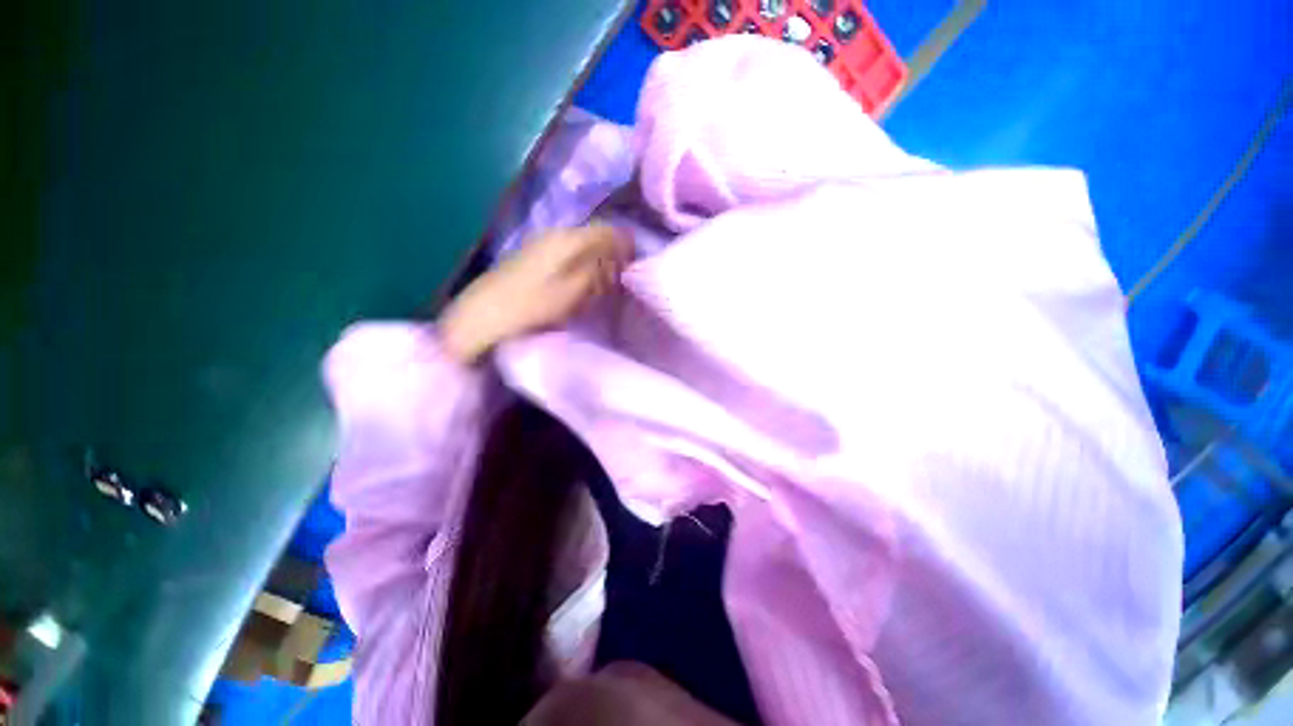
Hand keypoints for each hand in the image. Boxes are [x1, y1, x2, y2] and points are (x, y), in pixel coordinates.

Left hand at [438, 224, 631, 364]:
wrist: (480, 320)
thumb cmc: (530, 307)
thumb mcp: (573, 291)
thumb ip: (601, 269)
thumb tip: (624, 252)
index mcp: (567, 239)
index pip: (609, 230)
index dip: (628, 246)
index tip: (640, 269)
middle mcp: (555, 235)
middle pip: (597, 238)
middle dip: (616, 256)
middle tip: (626, 283)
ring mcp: (541, 247)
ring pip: (584, 249)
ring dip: (600, 265)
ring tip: (609, 289)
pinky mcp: (533, 262)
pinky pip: (569, 260)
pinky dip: (583, 272)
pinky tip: (584, 290)